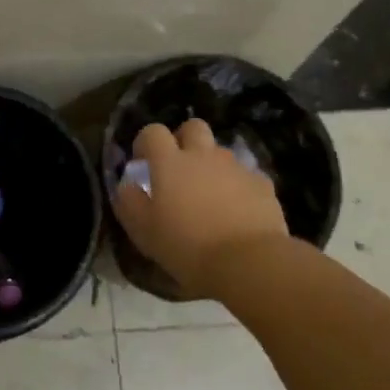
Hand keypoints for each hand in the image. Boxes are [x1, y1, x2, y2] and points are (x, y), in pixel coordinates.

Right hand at [113, 119, 289, 298]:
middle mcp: (203, 155)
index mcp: (170, 162)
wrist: (248, 262)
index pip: (153, 132)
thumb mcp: (143, 231)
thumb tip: (127, 185)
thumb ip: (129, 202)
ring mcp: (236, 167)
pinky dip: (238, 187)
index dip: (146, 143)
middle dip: (184, 140)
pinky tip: (237, 212)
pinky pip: (245, 176)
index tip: (143, 163)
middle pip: (193, 127)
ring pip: (220, 152)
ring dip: (211, 165)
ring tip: (209, 196)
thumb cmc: (187, 246)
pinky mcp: (262, 184)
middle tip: (179, 168)